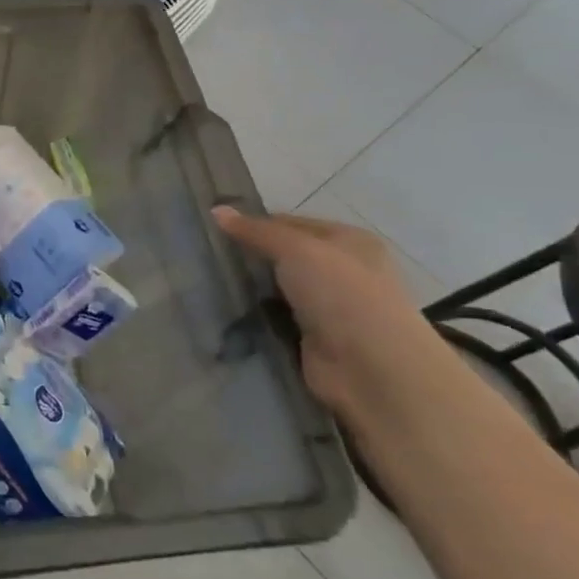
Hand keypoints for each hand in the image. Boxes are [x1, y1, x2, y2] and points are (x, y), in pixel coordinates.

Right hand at [214, 208, 443, 416]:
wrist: (372, 368)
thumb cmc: (341, 294)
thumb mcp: (296, 249)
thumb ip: (256, 231)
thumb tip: (216, 210)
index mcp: (349, 240)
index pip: (290, 223)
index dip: (254, 224)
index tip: (215, 229)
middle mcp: (343, 271)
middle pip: (285, 256)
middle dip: (250, 257)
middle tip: (206, 255)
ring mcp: (329, 307)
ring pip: (279, 288)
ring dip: (252, 288)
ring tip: (206, 281)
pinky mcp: (314, 338)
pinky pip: (277, 318)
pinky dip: (257, 316)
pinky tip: (227, 310)